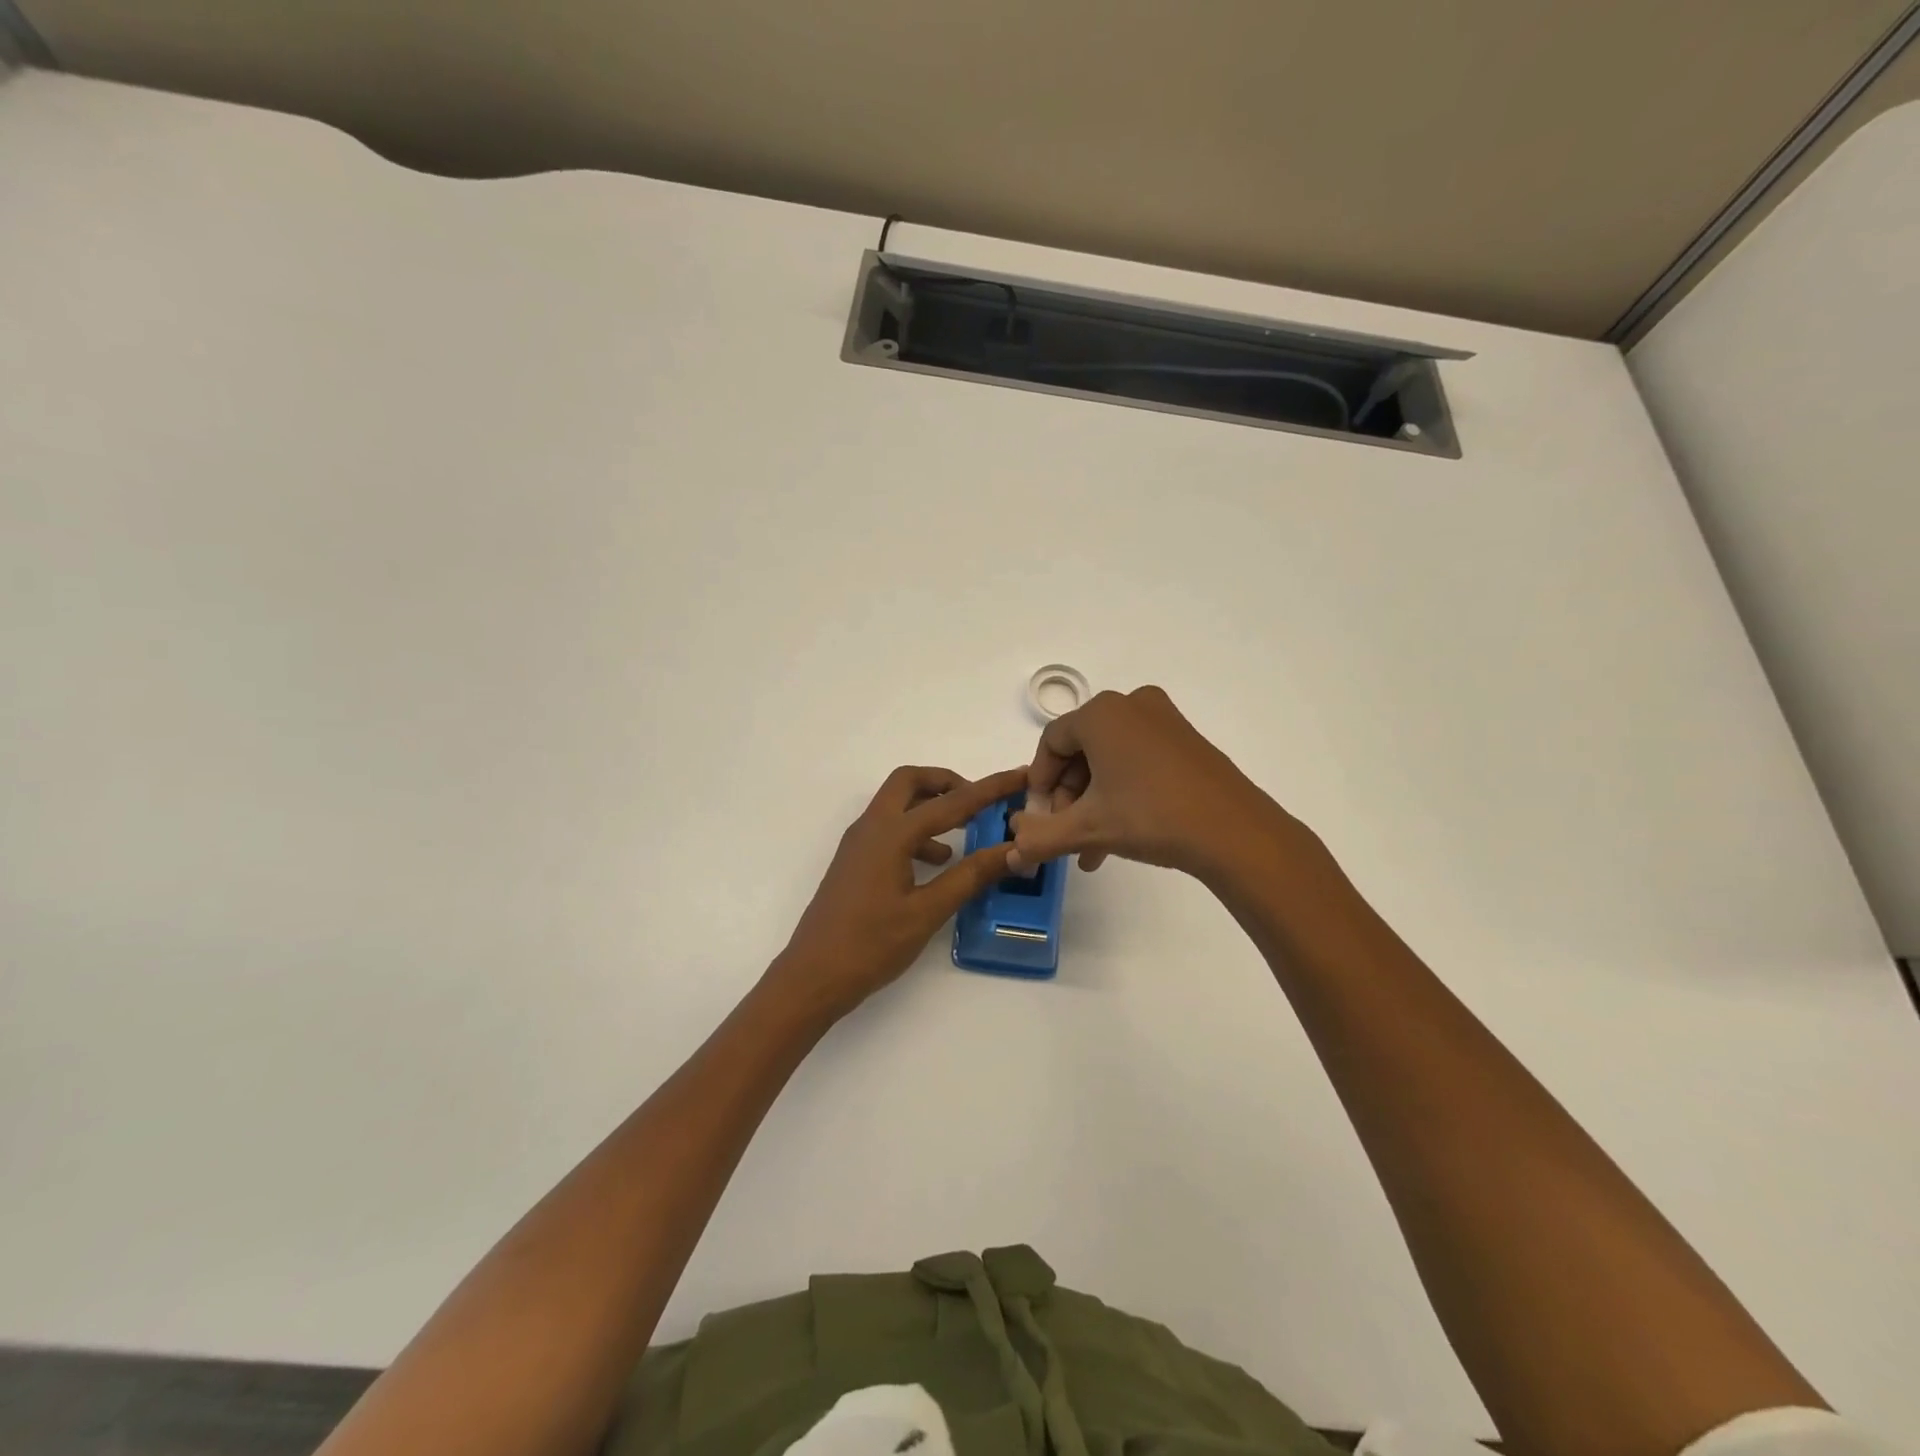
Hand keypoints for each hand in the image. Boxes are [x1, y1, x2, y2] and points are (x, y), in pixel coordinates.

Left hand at [768, 764, 1029, 1021]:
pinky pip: (889, 830)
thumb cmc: (870, 945)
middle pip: (910, 782)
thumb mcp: (927, 912)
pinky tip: (937, 863)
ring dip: (931, 807)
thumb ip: (970, 876)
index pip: (951, 802)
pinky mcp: (854, 862)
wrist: (811, 977)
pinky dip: (917, 833)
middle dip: (947, 782)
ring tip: (967, 833)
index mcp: (890, 834)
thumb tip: (1013, 851)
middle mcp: (871, 827)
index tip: (1020, 775)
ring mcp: (858, 844)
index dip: (990, 788)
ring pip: (897, 805)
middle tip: (979, 801)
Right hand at [1008, 686, 1300, 880]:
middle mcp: (1130, 704)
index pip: (1051, 743)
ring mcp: (1163, 719)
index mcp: (1101, 713)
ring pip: (1109, 759)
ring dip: (1094, 801)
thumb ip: (1041, 838)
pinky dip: (1122, 791)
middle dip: (1068, 797)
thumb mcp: (1087, 829)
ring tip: (1093, 847)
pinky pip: (1137, 759)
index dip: (1039, 782)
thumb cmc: (1150, 816)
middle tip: (1067, 835)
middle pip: (1080, 751)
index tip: (1040, 818)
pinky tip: (1121, 832)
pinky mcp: (1186, 739)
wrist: (1234, 832)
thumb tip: (1012, 851)